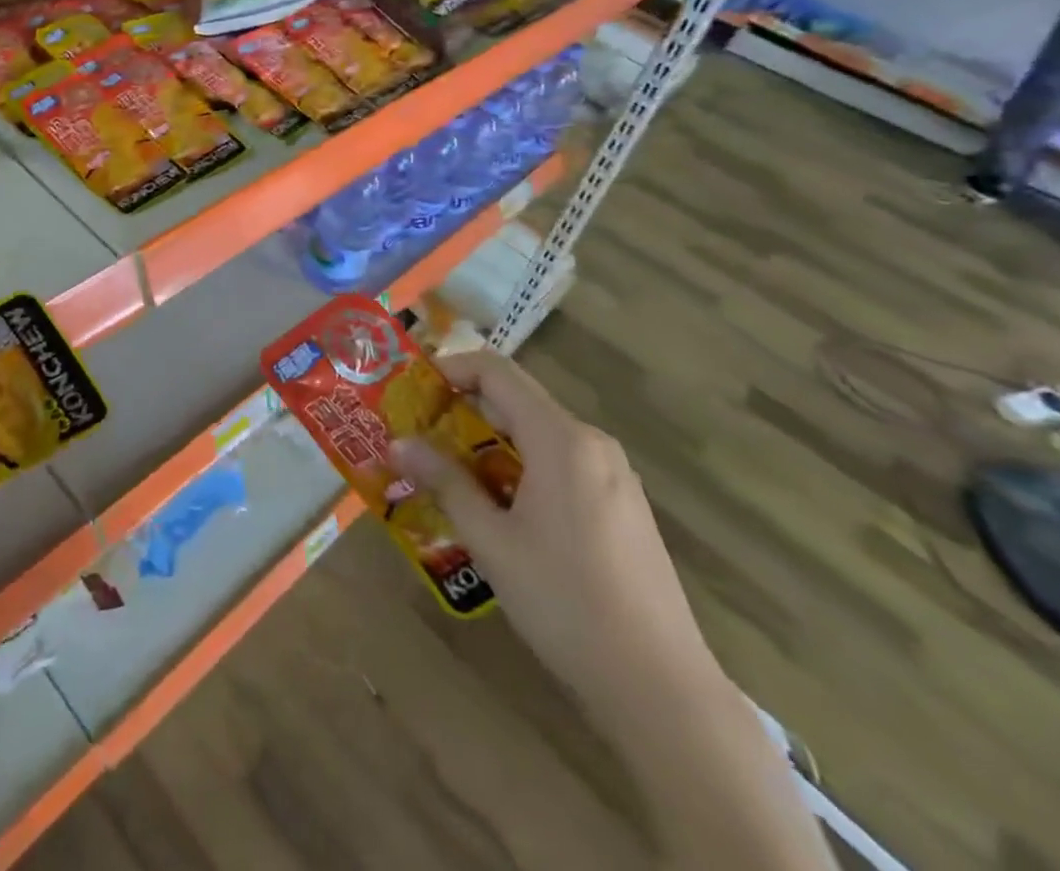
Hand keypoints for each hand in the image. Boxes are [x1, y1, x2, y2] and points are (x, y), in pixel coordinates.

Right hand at [393, 349, 719, 717]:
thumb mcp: (491, 541)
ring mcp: (614, 476)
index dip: (449, 369)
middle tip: (419, 437)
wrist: (661, 689)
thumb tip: (398, 443)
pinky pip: (561, 464)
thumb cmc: (565, 602)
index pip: (496, 372)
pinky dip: (522, 468)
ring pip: (538, 435)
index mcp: (561, 439)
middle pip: (517, 401)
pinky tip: (501, 511)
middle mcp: (592, 443)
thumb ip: (444, 482)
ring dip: (490, 444)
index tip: (412, 391)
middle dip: (463, 411)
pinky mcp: (624, 507)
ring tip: (450, 476)